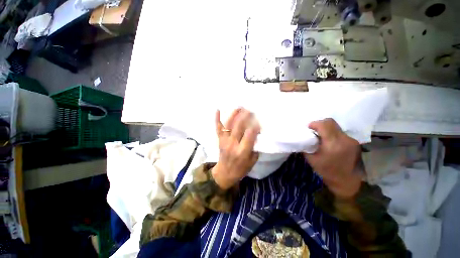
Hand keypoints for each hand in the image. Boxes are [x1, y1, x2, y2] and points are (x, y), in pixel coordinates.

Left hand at [212, 108, 259, 189]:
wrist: (224, 173)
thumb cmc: (240, 168)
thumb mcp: (252, 161)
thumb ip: (255, 147)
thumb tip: (257, 134)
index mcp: (242, 151)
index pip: (249, 135)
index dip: (255, 126)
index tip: (258, 120)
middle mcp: (232, 144)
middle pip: (238, 127)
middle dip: (245, 116)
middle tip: (250, 109)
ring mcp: (224, 141)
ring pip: (228, 125)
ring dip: (234, 115)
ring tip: (239, 107)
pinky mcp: (219, 140)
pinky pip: (218, 128)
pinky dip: (217, 119)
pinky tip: (217, 110)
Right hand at [304, 118, 362, 198]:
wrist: (346, 181)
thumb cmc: (326, 170)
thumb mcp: (311, 158)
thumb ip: (307, 145)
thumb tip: (304, 136)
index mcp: (332, 144)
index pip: (324, 124)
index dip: (314, 123)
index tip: (308, 128)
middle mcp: (344, 139)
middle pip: (331, 122)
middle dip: (320, 124)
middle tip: (313, 130)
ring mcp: (351, 140)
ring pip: (336, 126)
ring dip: (327, 129)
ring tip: (321, 137)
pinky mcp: (354, 142)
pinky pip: (340, 132)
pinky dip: (333, 133)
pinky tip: (330, 142)